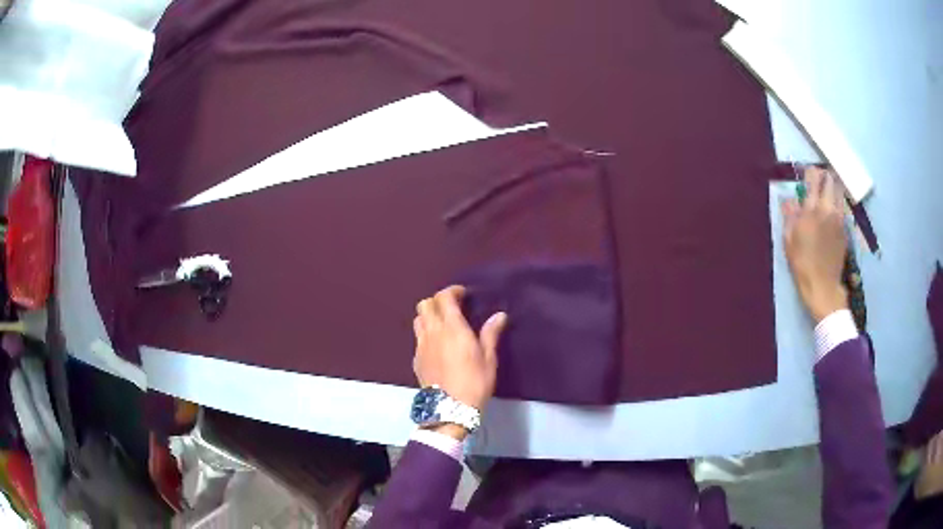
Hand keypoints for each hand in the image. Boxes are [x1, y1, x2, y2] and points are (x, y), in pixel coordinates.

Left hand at [413, 286, 506, 437]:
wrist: (450, 408)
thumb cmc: (474, 382)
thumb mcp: (488, 359)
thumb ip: (490, 334)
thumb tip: (499, 315)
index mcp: (452, 328)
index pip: (444, 298)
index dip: (452, 291)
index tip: (463, 295)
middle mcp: (433, 332)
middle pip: (425, 304)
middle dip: (438, 301)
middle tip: (452, 308)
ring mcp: (421, 345)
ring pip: (418, 319)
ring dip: (429, 316)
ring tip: (442, 324)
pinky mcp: (416, 359)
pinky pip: (417, 338)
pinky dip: (426, 334)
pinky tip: (437, 345)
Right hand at [782, 167, 848, 322]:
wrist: (823, 287)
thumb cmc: (802, 264)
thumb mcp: (789, 240)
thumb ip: (790, 215)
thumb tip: (789, 199)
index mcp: (812, 209)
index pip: (814, 178)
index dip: (810, 172)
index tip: (806, 174)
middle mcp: (828, 209)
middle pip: (830, 181)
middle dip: (824, 177)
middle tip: (819, 181)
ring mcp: (839, 219)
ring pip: (839, 193)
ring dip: (833, 189)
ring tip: (827, 194)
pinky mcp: (845, 230)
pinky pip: (842, 209)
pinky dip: (837, 205)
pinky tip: (832, 214)